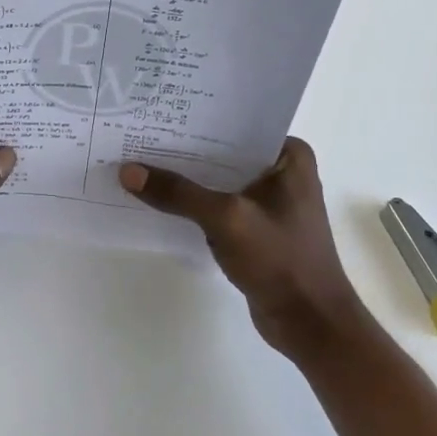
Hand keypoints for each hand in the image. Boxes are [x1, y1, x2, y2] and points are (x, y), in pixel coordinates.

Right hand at [119, 138, 365, 360]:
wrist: (309, 323)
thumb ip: (177, 193)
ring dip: (186, 177)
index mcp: (289, 155)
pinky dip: (192, 203)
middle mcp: (281, 171)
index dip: (196, 119)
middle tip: (138, 134)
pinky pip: (217, 204)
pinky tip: (158, 198)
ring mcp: (269, 201)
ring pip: (217, 179)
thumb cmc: (280, 260)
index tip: (157, 112)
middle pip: (222, 152)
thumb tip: (127, 171)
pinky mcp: (255, 227)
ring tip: (139, 160)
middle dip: (184, 148)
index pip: (235, 125)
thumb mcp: (226, 218)